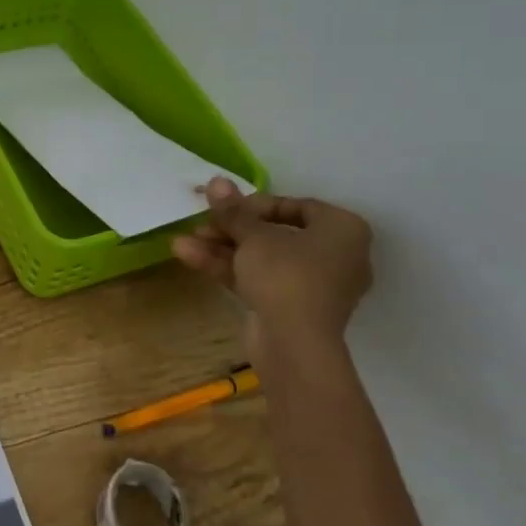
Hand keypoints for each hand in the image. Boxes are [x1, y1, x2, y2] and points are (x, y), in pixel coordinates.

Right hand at [173, 178, 371, 361]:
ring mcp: (313, 285)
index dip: (255, 204)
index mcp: (343, 230)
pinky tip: (188, 257)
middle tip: (200, 224)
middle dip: (230, 229)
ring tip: (182, 241)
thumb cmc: (286, 275)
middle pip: (274, 233)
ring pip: (262, 258)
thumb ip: (233, 210)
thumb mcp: (253, 235)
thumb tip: (216, 181)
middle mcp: (336, 255)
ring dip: (222, 248)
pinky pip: (260, 279)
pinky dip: (229, 268)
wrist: (294, 344)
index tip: (226, 207)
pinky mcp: (291, 308)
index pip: (297, 206)